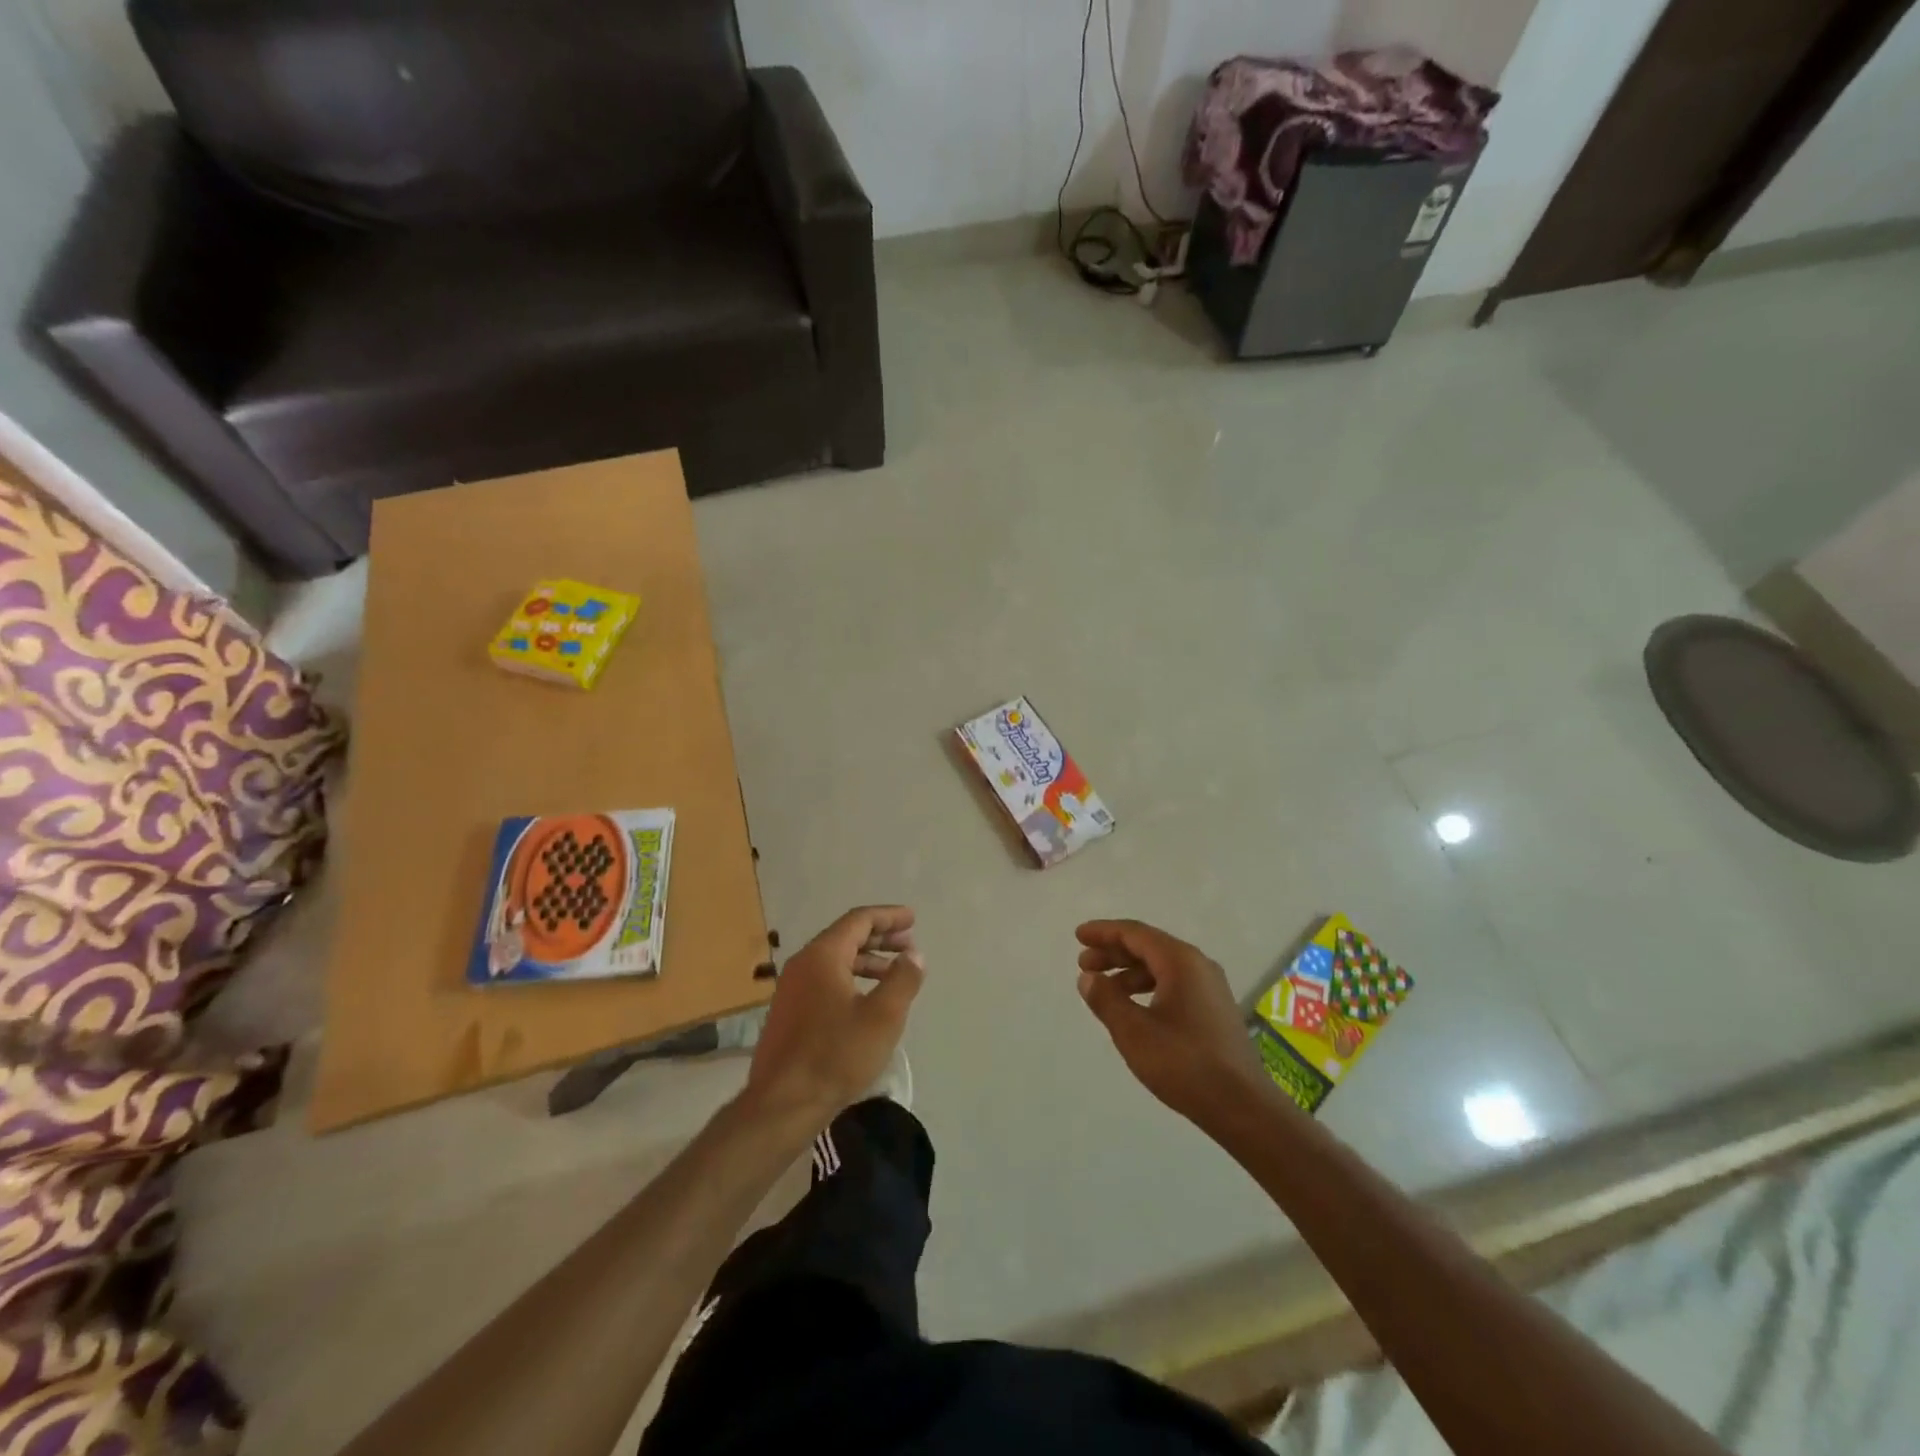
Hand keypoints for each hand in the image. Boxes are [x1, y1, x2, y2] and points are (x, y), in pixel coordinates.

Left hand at [743, 906, 924, 1127]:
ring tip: (894, 974)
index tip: (912, 919)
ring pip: (834, 961)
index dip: (888, 917)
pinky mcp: (789, 1013)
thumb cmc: (836, 1055)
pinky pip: (824, 981)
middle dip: (880, 938)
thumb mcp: (882, 1017)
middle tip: (909, 945)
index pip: (858, 920)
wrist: (782, 1105)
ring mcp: (791, 990)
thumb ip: (902, 980)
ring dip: (867, 961)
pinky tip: (867, 1001)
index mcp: (822, 956)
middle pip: (845, 937)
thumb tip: (914, 955)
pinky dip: (850, 979)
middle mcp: (802, 964)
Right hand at [1076, 919, 1268, 1125]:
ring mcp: (1210, 988)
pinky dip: (1148, 987)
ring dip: (1129, 972)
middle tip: (1084, 964)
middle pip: (1149, 946)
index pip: (1135, 933)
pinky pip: (1174, 984)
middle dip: (1114, 952)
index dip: (1104, 932)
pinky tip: (1134, 1008)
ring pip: (1162, 967)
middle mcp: (1198, 966)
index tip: (1079, 936)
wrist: (1243, 1107)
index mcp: (1180, 961)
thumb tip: (1088, 978)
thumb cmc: (1184, 1063)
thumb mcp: (1134, 1031)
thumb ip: (1106, 999)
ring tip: (1103, 989)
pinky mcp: (1215, 1010)